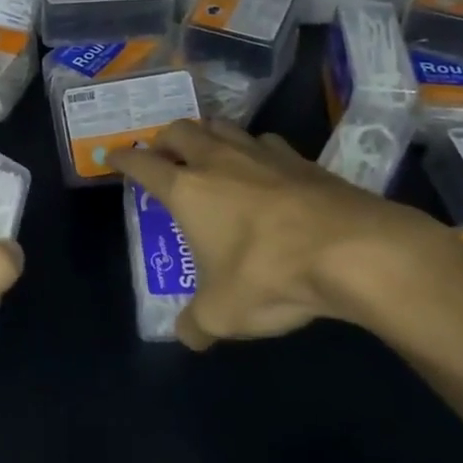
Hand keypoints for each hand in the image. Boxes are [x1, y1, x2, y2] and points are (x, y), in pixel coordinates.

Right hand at [110, 119, 451, 349]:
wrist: (351, 250)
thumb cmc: (269, 275)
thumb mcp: (222, 314)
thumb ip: (196, 324)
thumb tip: (187, 336)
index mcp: (186, 189)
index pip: (141, 163)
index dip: (122, 158)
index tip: (112, 155)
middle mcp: (217, 161)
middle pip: (179, 130)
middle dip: (163, 139)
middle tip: (162, 156)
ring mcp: (260, 153)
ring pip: (221, 126)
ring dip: (206, 135)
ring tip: (207, 152)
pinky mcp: (300, 159)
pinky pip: (265, 142)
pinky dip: (253, 149)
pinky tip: (262, 168)